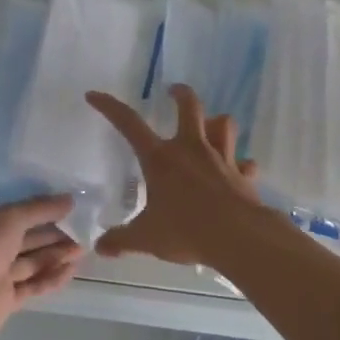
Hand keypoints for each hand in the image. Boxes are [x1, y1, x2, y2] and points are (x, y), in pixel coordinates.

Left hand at [0, 196, 84, 339]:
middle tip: (82, 228)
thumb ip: (40, 208)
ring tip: (83, 249)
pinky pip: (29, 285)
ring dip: (55, 254)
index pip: (8, 209)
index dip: (36, 206)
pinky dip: (49, 277)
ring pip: (28, 261)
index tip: (63, 204)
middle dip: (51, 233)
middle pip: (22, 236)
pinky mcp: (1, 300)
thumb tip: (70, 199)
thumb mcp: (10, 217)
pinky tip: (72, 270)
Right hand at [85, 84, 262, 268]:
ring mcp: (221, 158)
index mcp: (161, 159)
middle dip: (181, 94)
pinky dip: (242, 164)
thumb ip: (122, 239)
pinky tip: (239, 170)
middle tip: (173, 91)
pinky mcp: (242, 174)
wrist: (237, 237)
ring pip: (224, 124)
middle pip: (189, 106)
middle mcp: (191, 149)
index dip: (110, 107)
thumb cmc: (186, 231)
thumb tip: (100, 247)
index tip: (95, 95)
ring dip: (217, 122)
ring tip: (211, 125)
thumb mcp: (146, 238)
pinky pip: (244, 162)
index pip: (129, 124)